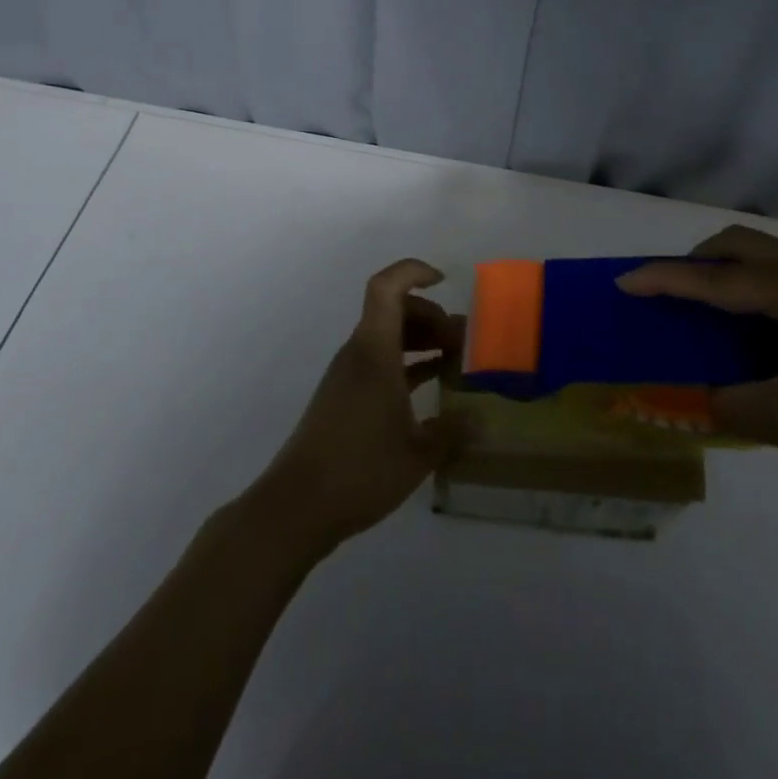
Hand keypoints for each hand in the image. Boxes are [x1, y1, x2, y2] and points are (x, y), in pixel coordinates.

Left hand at [255, 259, 466, 552]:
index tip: (446, 283)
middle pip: (394, 309)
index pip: (387, 287)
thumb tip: (481, 421)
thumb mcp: (418, 454)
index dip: (415, 272)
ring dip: (421, 339)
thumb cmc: (359, 469)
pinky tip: (432, 387)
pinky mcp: (345, 396)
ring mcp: (349, 374)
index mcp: (374, 350)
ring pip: (388, 335)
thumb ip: (452, 431)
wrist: (297, 506)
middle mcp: (359, 352)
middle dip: (431, 314)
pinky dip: (408, 364)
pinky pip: (381, 361)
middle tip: (462, 342)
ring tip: (455, 361)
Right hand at [617, 226, 777, 488]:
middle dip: (697, 260)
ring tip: (706, 304)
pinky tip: (752, 323)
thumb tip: (691, 401)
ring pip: (765, 255)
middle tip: (670, 290)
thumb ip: (727, 405)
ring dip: (728, 268)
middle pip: (741, 244)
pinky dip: (753, 283)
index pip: (716, 278)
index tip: (626, 280)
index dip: (666, 279)